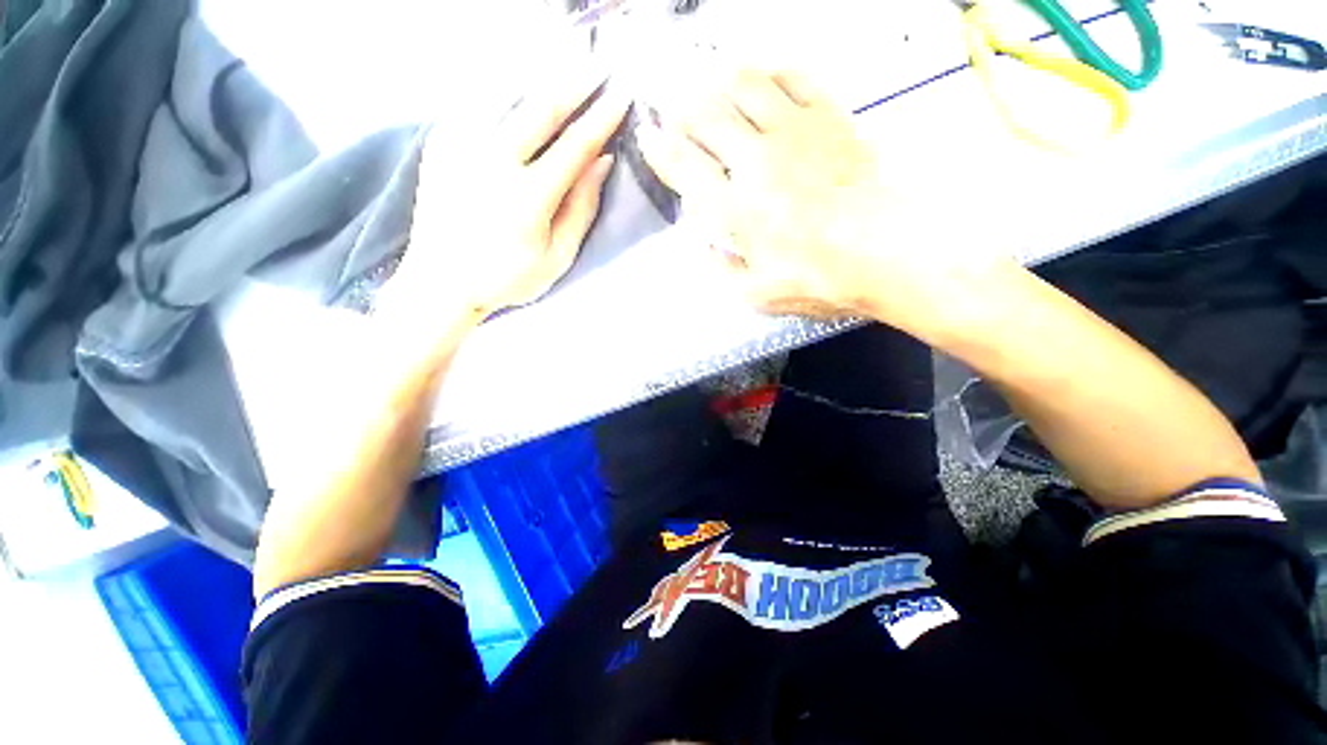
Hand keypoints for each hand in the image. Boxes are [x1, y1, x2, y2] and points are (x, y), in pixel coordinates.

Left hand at [384, 63, 629, 328]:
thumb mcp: (557, 257)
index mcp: (528, 196)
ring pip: (507, 95)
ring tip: (564, 60)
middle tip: (599, 63)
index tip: (622, 96)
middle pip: (542, 107)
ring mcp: (461, 146)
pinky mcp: (441, 142)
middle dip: (575, 82)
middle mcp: (493, 159)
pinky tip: (520, 83)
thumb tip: (601, 163)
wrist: (440, 282)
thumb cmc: (507, 277)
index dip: (602, 118)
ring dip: (540, 76)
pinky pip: (479, 104)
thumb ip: (581, 209)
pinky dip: (505, 88)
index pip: (575, 145)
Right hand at [637, 66, 1007, 334]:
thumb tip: (706, 247)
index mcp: (733, 208)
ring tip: (711, 85)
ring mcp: (793, 132)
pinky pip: (794, 78)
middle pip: (705, 116)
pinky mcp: (829, 117)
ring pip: (744, 86)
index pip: (683, 167)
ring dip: (720, 82)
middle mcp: (754, 161)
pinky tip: (763, 77)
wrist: (887, 252)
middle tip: (675, 111)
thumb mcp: (757, 294)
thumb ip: (723, 269)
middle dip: (682, 110)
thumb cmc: (817, 279)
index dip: (659, 150)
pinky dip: (771, 72)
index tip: (648, 138)